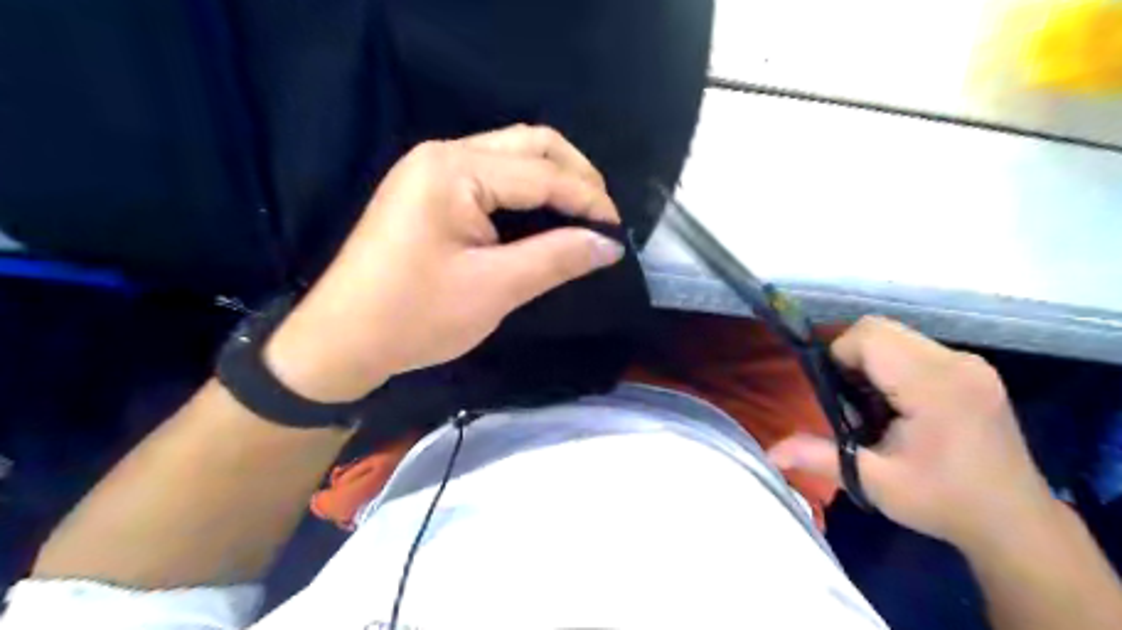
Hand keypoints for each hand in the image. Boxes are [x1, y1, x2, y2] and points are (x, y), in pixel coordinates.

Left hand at [269, 125, 626, 399]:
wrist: (342, 341)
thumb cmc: (415, 316)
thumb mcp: (495, 289)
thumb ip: (557, 258)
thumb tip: (610, 244)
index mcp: (454, 169)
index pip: (542, 173)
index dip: (588, 200)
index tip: (619, 232)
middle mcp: (443, 153)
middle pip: (530, 144)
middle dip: (576, 176)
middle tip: (603, 217)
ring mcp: (432, 170)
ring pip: (513, 156)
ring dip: (554, 181)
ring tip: (583, 217)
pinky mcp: (430, 191)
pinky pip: (493, 176)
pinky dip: (528, 193)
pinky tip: (546, 217)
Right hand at [766, 318, 1057, 547]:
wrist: (1015, 521)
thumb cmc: (944, 502)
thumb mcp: (876, 483)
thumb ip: (821, 457)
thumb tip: (771, 452)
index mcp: (936, 387)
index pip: (869, 337)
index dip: (838, 356)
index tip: (837, 396)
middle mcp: (957, 363)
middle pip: (880, 328)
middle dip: (851, 356)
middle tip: (850, 401)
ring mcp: (970, 363)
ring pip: (896, 334)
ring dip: (871, 360)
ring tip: (874, 404)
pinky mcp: (974, 369)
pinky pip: (914, 346)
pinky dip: (892, 364)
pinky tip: (898, 402)